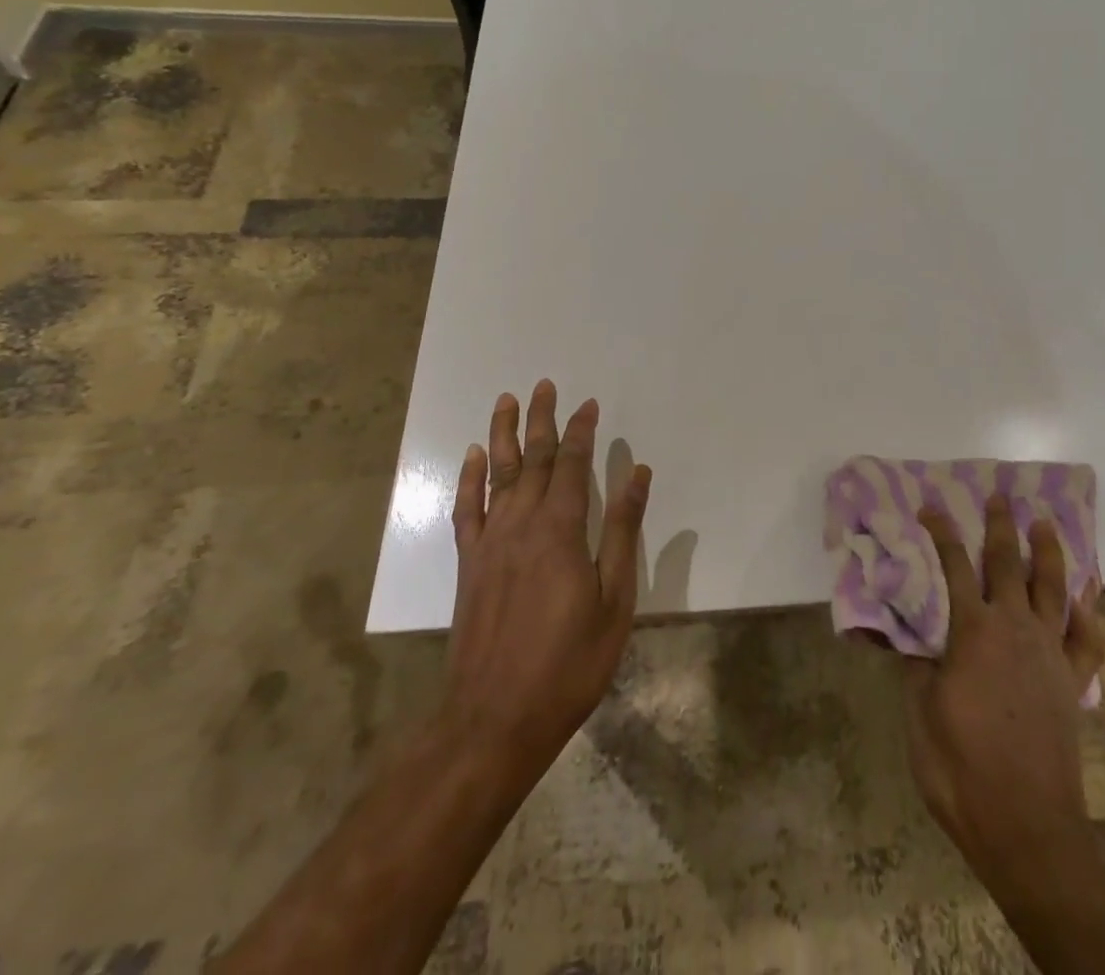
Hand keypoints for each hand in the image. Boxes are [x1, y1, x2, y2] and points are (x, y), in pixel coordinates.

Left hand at [442, 380, 650, 799]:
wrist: (494, 719)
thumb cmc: (568, 662)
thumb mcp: (614, 599)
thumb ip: (623, 532)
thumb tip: (637, 474)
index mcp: (560, 530)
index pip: (571, 465)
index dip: (581, 431)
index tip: (588, 404)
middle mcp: (521, 524)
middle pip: (531, 460)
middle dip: (541, 420)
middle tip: (544, 385)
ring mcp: (489, 543)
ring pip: (496, 475)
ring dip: (502, 435)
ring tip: (506, 401)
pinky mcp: (468, 565)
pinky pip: (466, 510)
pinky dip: (469, 479)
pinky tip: (474, 458)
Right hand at [904, 494, 1104, 896]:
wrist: (1026, 823)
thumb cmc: (960, 767)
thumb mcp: (919, 712)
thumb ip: (915, 661)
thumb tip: (903, 626)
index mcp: (972, 630)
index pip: (952, 565)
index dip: (941, 532)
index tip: (930, 505)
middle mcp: (1014, 627)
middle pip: (1007, 563)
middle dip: (1001, 526)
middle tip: (1000, 495)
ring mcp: (1049, 652)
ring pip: (1051, 587)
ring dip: (1048, 551)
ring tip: (1045, 523)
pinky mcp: (1072, 681)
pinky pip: (1086, 637)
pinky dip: (1088, 609)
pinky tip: (1087, 591)